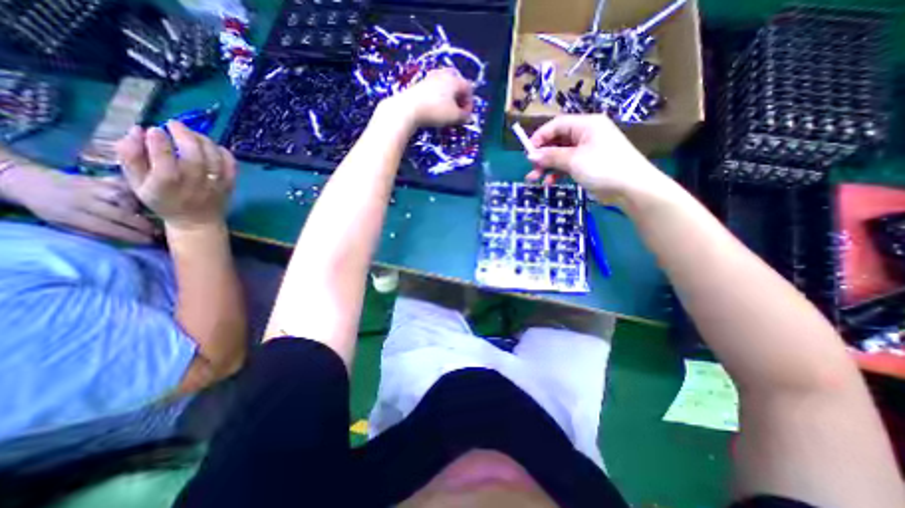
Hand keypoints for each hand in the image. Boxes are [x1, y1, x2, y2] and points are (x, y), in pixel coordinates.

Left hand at [1, 163, 153, 240]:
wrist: (30, 181)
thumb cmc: (51, 209)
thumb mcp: (63, 224)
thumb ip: (94, 232)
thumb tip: (126, 239)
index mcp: (69, 213)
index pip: (107, 227)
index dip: (131, 235)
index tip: (148, 242)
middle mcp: (84, 199)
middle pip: (122, 214)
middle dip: (143, 225)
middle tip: (157, 232)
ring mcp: (96, 186)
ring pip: (128, 199)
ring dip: (142, 209)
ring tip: (148, 215)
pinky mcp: (105, 179)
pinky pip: (129, 188)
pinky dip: (139, 195)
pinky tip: (143, 202)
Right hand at [115, 122, 235, 229]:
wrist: (197, 221)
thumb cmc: (163, 200)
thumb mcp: (136, 182)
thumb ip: (131, 156)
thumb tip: (136, 131)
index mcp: (167, 185)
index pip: (165, 160)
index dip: (159, 143)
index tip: (154, 129)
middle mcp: (194, 184)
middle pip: (194, 157)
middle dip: (184, 136)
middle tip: (174, 124)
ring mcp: (216, 184)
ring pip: (214, 158)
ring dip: (203, 140)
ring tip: (192, 133)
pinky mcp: (230, 184)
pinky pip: (231, 165)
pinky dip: (223, 152)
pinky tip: (212, 146)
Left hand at [385, 67, 476, 128]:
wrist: (408, 109)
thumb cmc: (435, 111)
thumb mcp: (454, 117)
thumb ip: (464, 116)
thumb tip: (467, 117)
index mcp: (454, 80)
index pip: (468, 88)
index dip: (469, 104)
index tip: (465, 116)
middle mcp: (443, 74)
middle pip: (457, 83)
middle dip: (459, 97)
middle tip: (457, 110)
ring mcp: (430, 77)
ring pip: (445, 85)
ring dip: (449, 97)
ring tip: (446, 110)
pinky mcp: (420, 84)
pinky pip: (434, 89)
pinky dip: (438, 98)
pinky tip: (435, 108)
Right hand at [525, 115, 670, 201]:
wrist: (631, 188)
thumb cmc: (603, 168)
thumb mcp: (574, 160)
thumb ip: (551, 156)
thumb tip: (530, 155)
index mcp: (586, 125)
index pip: (557, 125)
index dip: (540, 136)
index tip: (527, 151)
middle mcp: (586, 134)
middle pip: (557, 140)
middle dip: (542, 155)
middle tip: (531, 168)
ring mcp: (587, 150)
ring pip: (561, 155)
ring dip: (547, 166)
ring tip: (535, 179)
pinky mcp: (588, 165)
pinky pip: (568, 165)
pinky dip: (558, 172)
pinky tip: (550, 182)